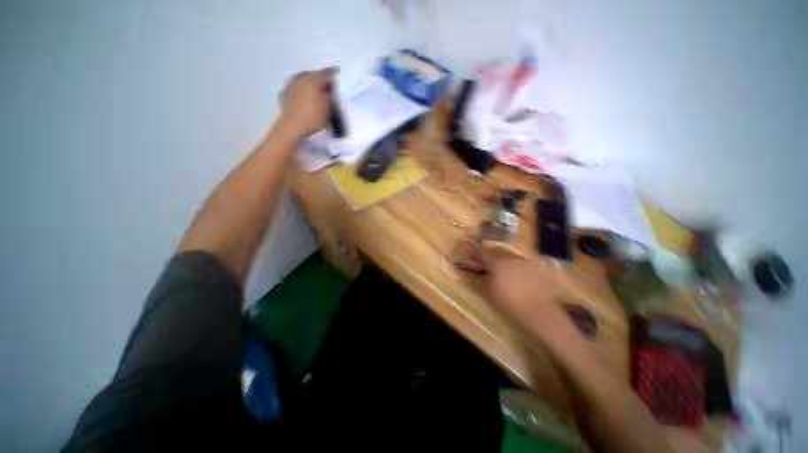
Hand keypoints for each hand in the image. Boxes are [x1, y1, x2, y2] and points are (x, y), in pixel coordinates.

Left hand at [278, 67, 336, 138]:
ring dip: (311, 83)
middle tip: (327, 84)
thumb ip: (331, 96)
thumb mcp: (329, 109)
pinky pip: (297, 86)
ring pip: (304, 79)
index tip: (338, 74)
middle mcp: (302, 78)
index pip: (326, 74)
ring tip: (316, 90)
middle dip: (321, 78)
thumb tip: (331, 89)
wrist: (293, 126)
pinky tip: (305, 95)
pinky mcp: (286, 93)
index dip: (333, 74)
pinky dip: (303, 89)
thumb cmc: (314, 117)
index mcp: (314, 80)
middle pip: (314, 75)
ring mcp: (292, 84)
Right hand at [480, 250, 575, 338]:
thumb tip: (472, 273)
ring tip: (505, 272)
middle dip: (490, 256)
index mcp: (496, 263)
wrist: (539, 312)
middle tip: (487, 264)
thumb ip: (479, 280)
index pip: (481, 253)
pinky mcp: (537, 267)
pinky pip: (523, 263)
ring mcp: (524, 261)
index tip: (471, 257)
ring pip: (510, 256)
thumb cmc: (509, 303)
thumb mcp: (488, 293)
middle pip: (496, 251)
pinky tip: (520, 277)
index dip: (474, 254)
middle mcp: (510, 258)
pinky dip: (517, 267)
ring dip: (504, 261)